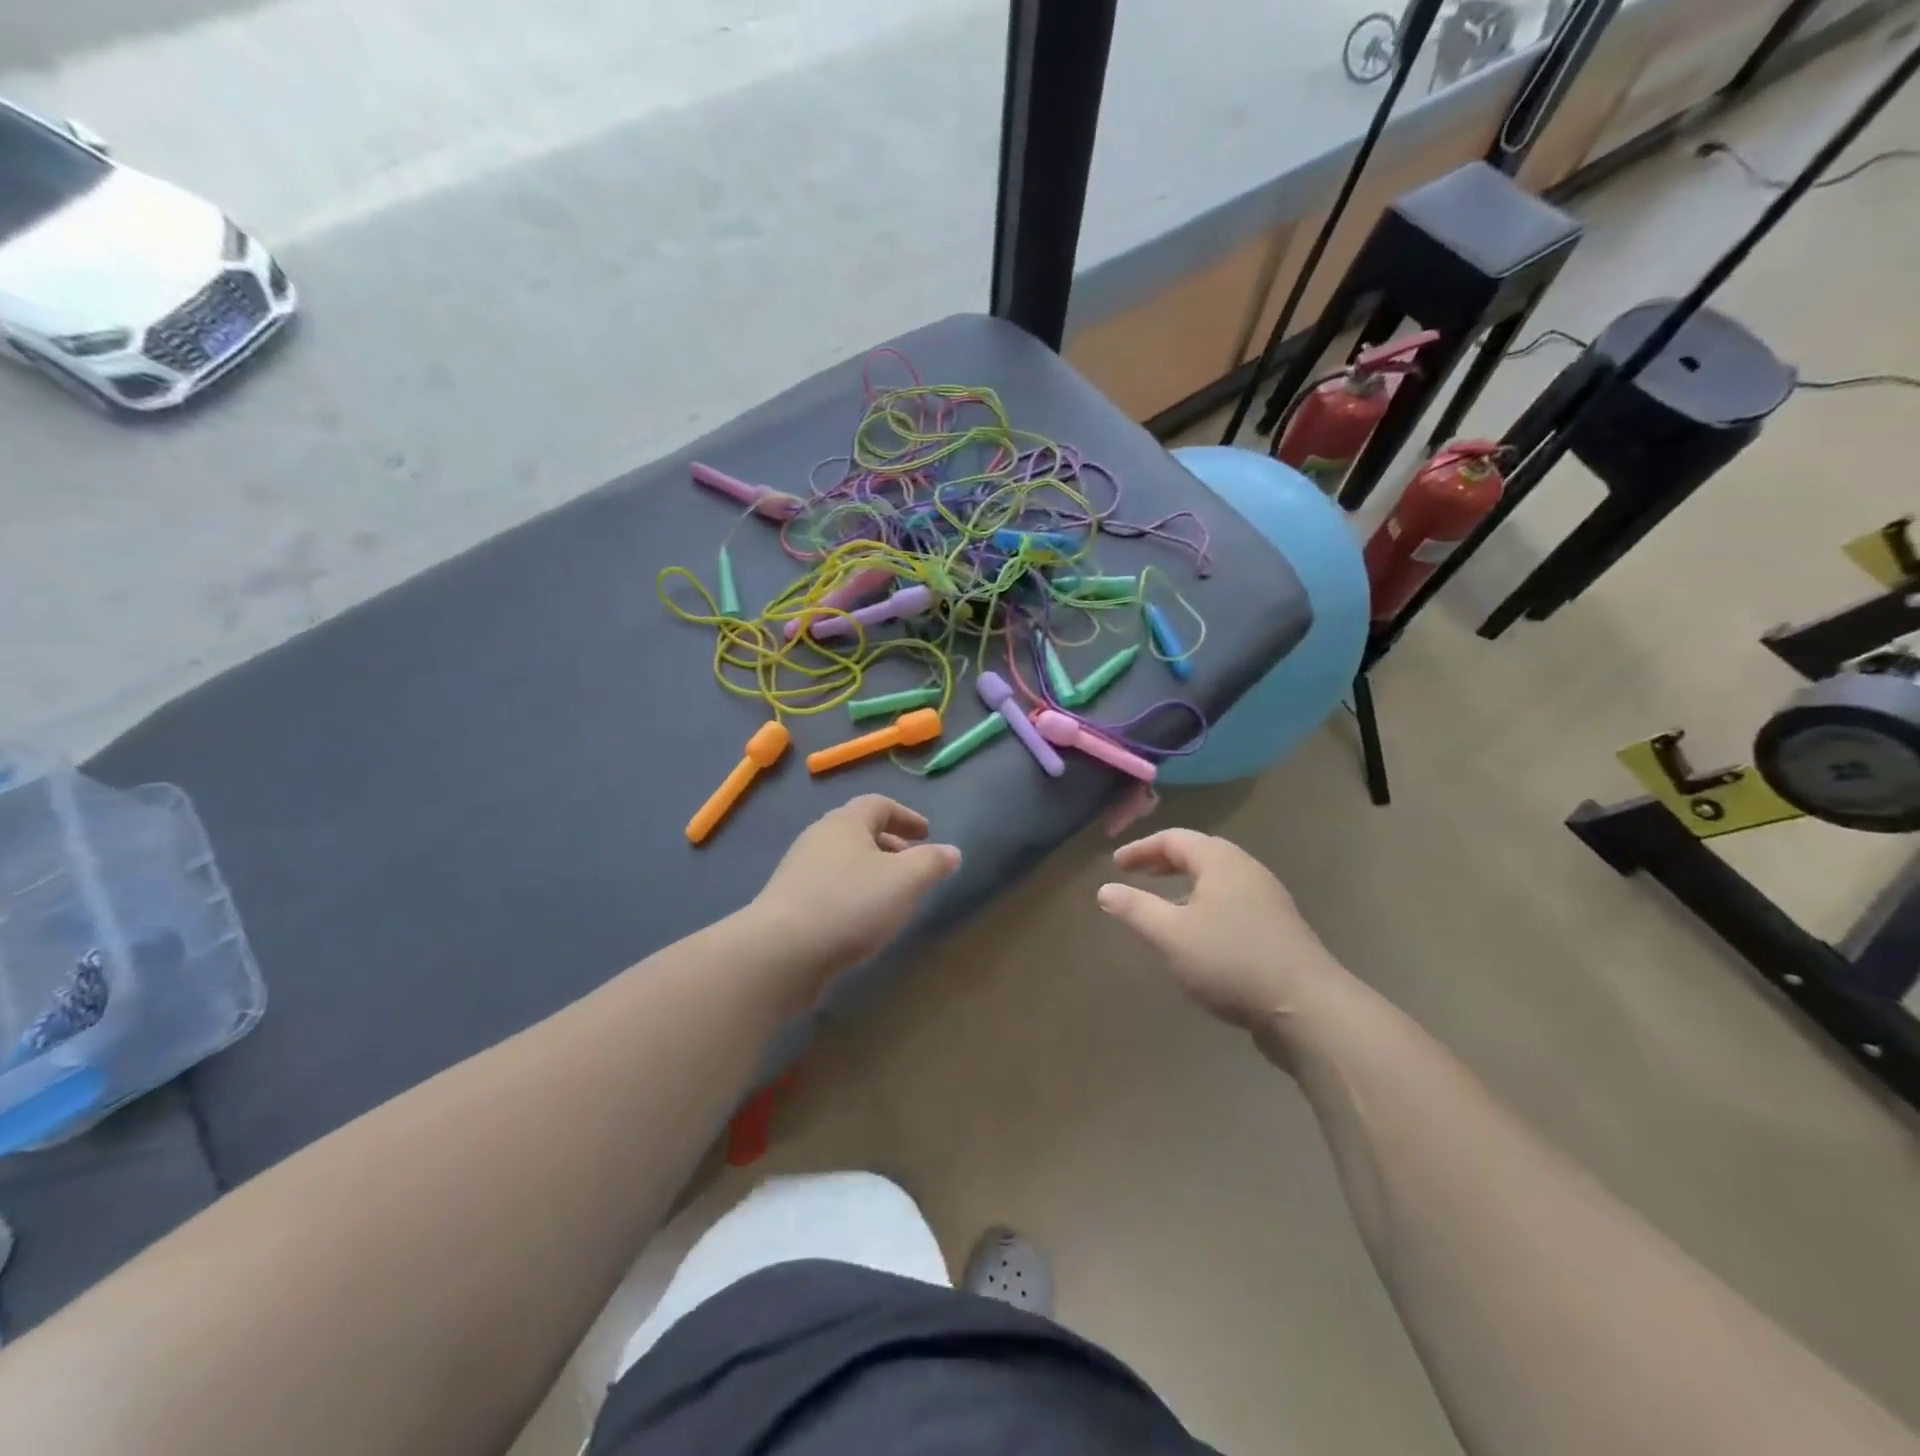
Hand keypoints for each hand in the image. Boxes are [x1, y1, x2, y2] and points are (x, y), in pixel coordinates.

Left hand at [748, 797, 961, 996]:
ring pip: (844, 861)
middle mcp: (819, 838)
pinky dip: (853, 893)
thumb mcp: (905, 880)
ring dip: (871, 871)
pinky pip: (829, 886)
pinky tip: (863, 920)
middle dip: (890, 844)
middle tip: (914, 864)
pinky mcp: (789, 902)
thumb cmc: (850, 904)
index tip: (927, 834)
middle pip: (859, 831)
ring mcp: (799, 870)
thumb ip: (932, 862)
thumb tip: (952, 852)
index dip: (906, 816)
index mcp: (846, 822)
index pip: (879, 804)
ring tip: (893, 896)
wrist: (781, 951)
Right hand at [1096, 829, 1347, 1027]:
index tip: (1116, 865)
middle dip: (1164, 862)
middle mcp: (1247, 870)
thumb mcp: (1171, 935)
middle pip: (1199, 854)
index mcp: (1221, 861)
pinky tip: (1198, 935)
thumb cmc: (1231, 960)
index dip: (1141, 849)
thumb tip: (1105, 889)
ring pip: (1217, 879)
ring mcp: (1267, 899)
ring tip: (1162, 904)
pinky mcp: (1278, 927)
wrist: (1307, 1008)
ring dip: (1185, 885)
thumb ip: (1135, 909)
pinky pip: (1232, 901)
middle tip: (1137, 874)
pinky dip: (1205, 904)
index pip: (1174, 839)